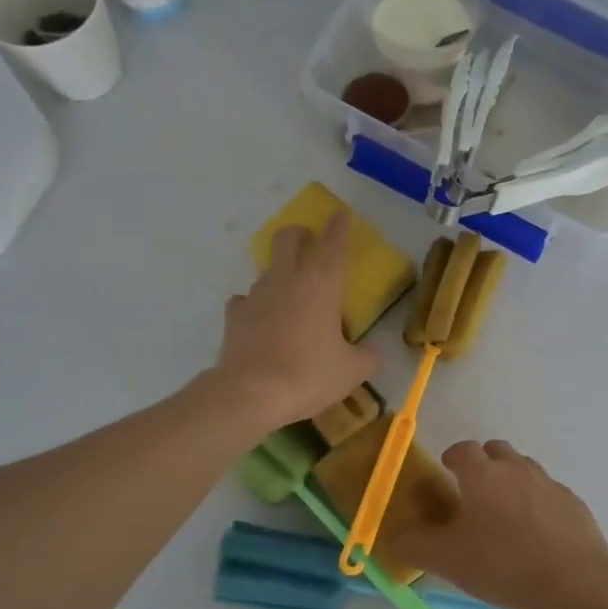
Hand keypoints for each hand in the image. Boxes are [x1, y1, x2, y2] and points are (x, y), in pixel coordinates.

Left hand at [214, 214, 374, 430]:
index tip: (340, 215)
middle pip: (288, 239)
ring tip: (290, 295)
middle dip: (300, 235)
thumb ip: (367, 356)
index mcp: (321, 285)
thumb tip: (372, 350)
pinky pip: (246, 300)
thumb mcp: (352, 372)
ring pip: (267, 269)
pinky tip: (262, 320)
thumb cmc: (309, 375)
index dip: (338, 227)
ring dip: (280, 273)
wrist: (251, 393)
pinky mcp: (234, 316)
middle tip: (309, 243)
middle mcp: (287, 281)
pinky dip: (256, 305)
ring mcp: (256, 295)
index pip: (333, 244)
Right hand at [385, 440, 607, 608]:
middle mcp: (517, 469)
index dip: (452, 457)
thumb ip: (413, 546)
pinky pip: (548, 493)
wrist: (576, 582)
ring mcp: (549, 484)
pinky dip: (537, 503)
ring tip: (504, 515)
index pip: (462, 449)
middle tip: (474, 493)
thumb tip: (390, 538)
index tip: (447, 472)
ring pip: (524, 469)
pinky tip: (536, 534)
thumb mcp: (447, 560)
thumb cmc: (504, 564)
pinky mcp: (574, 504)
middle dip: (483, 464)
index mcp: (483, 474)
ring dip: (511, 481)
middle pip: (496, 451)